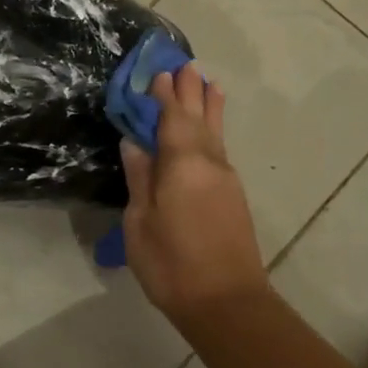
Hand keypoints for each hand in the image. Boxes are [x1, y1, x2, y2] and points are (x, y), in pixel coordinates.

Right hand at [119, 64, 268, 327]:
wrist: (227, 303)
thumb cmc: (172, 264)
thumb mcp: (140, 222)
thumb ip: (140, 178)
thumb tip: (134, 143)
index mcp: (181, 164)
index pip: (172, 118)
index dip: (164, 94)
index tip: (160, 70)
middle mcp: (208, 162)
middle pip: (197, 117)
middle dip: (190, 91)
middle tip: (185, 64)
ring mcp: (225, 177)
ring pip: (214, 131)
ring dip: (209, 105)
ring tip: (208, 82)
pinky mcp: (232, 194)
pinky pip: (220, 147)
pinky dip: (216, 127)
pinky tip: (213, 127)